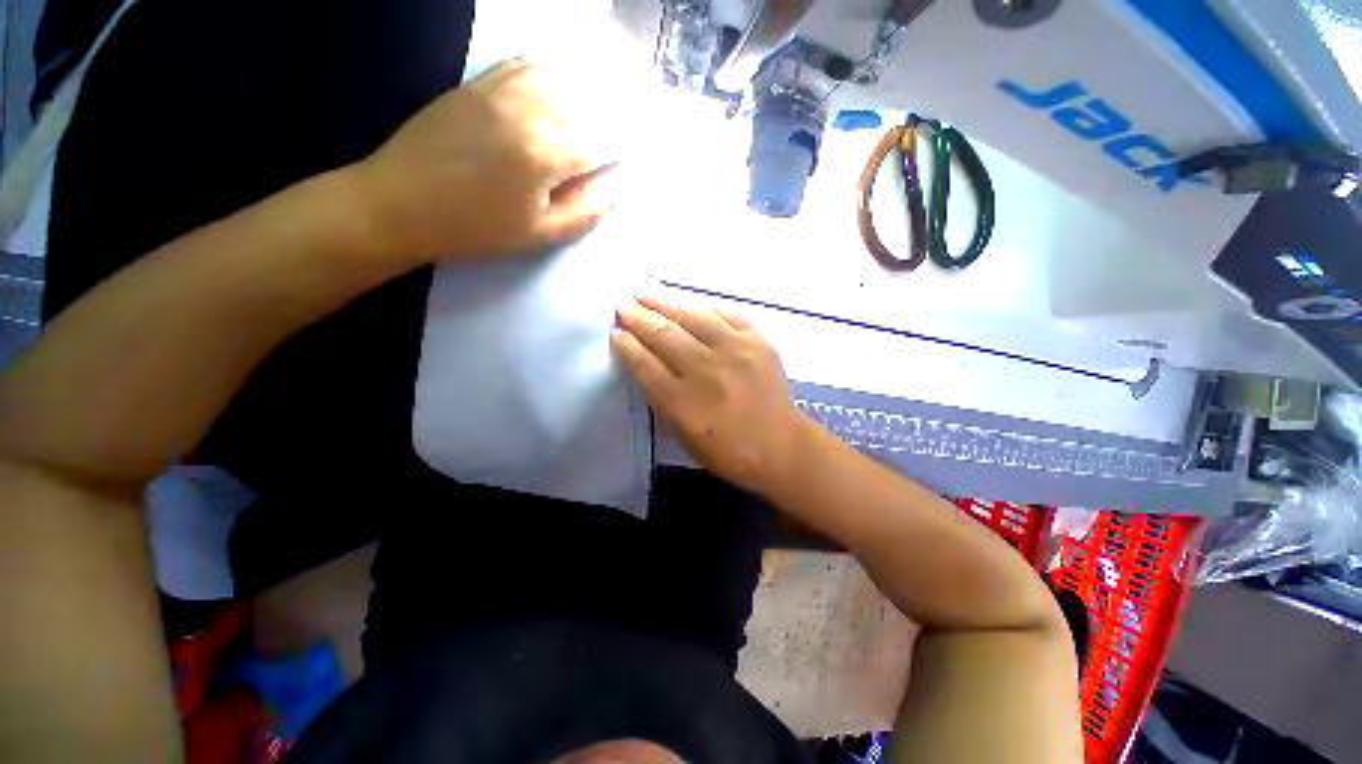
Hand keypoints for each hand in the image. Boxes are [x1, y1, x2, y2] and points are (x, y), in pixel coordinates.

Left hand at [355, 59, 617, 261]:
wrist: (401, 202)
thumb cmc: (476, 228)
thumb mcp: (539, 234)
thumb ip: (585, 210)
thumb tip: (616, 187)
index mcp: (546, 155)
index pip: (602, 142)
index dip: (626, 145)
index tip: (643, 148)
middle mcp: (528, 111)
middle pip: (586, 104)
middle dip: (615, 113)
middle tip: (635, 118)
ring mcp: (500, 90)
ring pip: (560, 77)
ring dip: (588, 87)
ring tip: (606, 98)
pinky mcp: (477, 82)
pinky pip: (523, 64)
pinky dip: (551, 70)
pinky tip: (561, 83)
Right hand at [613, 295, 814, 493]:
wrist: (779, 446)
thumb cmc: (726, 450)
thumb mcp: (682, 434)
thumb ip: (659, 397)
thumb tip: (642, 361)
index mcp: (683, 402)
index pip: (645, 364)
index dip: (627, 345)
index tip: (616, 332)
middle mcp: (707, 371)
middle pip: (665, 335)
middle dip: (639, 317)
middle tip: (623, 304)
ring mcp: (735, 352)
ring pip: (693, 317)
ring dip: (665, 302)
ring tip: (645, 292)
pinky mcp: (758, 342)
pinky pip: (726, 315)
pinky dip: (704, 308)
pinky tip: (689, 304)